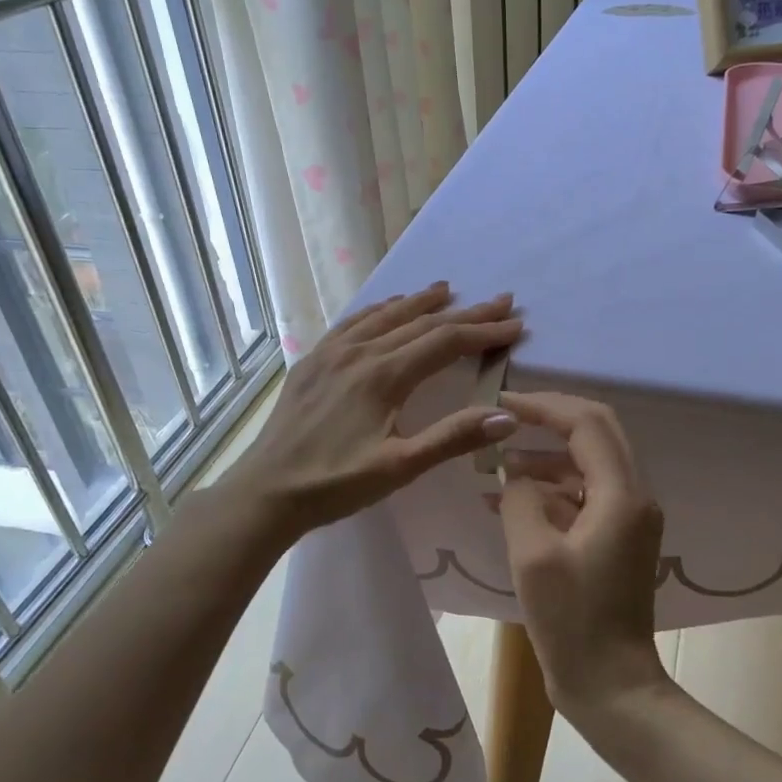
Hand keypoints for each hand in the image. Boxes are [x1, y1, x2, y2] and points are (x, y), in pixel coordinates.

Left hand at [230, 283, 523, 539]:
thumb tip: (507, 415)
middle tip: (499, 300)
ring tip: (446, 289)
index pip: (446, 341)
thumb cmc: (335, 484)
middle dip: (465, 312)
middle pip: (421, 322)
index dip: (484, 331)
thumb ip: (453, 437)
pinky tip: (386, 308)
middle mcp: (360, 352)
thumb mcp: (399, 468)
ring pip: (385, 316)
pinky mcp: (312, 361)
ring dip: (420, 302)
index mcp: (384, 375)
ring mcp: (332, 353)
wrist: (266, 491)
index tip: (515, 324)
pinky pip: (353, 323)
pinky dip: (379, 310)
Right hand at [495, 392, 671, 720]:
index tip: (503, 402)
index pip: (586, 423)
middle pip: (596, 431)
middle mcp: (635, 495)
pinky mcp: (619, 537)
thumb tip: (515, 477)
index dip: (544, 405)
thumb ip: (519, 500)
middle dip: (550, 418)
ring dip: (546, 457)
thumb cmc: (572, 623)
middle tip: (507, 416)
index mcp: (621, 495)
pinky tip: (510, 500)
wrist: (612, 686)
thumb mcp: (532, 557)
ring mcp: (630, 517)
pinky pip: (586, 493)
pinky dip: (552, 488)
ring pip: (589, 462)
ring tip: (497, 466)